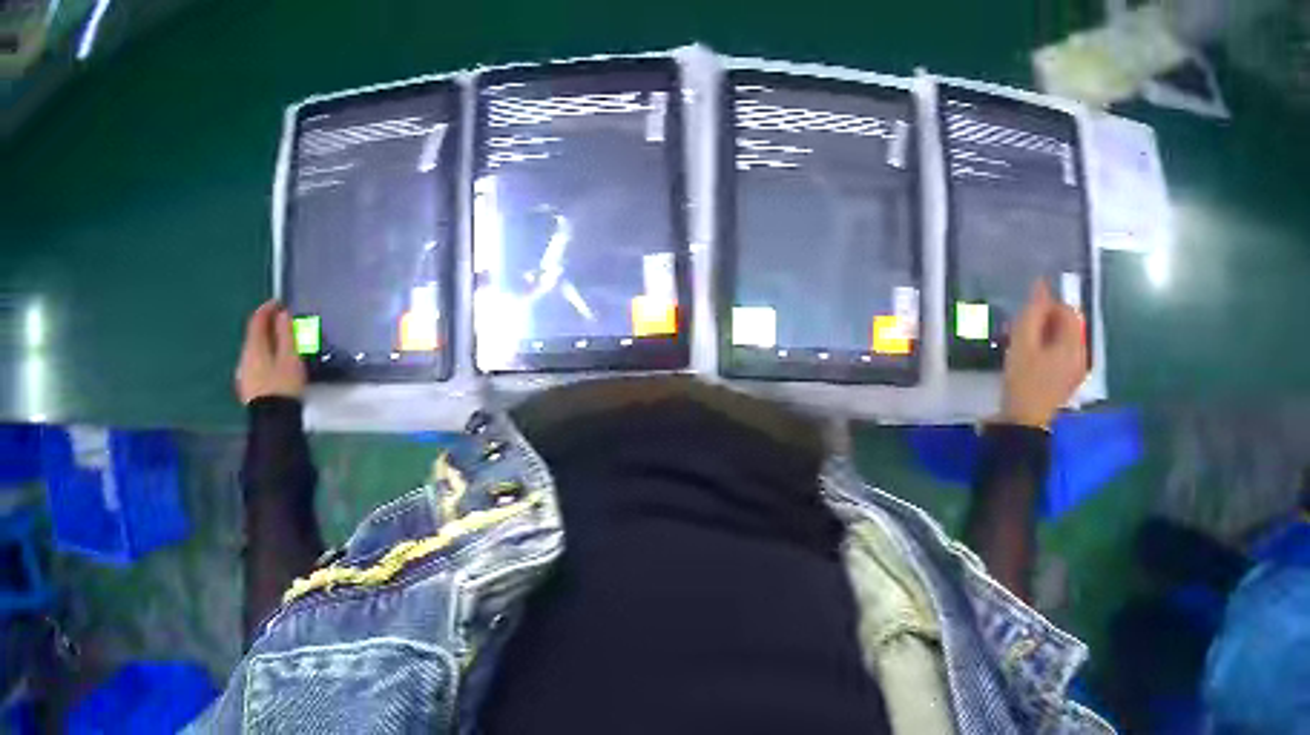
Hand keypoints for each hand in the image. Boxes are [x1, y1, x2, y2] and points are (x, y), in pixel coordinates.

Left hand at [235, 300, 305, 404]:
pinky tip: (275, 365)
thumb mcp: (290, 357)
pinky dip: (265, 357)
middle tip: (283, 324)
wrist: (273, 426)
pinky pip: (256, 365)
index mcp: (254, 347)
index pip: (257, 320)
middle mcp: (245, 357)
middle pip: (254, 335)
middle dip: (267, 327)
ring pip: (254, 351)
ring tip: (282, 345)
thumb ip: (286, 333)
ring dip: (266, 343)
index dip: (267, 308)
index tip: (279, 302)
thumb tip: (282, 314)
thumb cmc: (283, 387)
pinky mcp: (249, 390)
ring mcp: (245, 375)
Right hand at [1000, 280, 1087, 429]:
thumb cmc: (1024, 382)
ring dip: (1043, 336)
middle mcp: (1080, 356)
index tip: (1026, 318)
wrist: (1022, 428)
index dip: (1048, 306)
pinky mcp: (1065, 384)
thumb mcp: (1023, 341)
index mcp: (1074, 345)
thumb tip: (1041, 284)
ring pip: (1061, 341)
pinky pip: (1059, 356)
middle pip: (1067, 326)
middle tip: (1021, 329)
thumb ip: (1033, 310)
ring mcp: (1074, 372)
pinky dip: (1045, 351)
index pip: (1068, 310)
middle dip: (1044, 321)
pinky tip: (1028, 360)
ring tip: (1020, 344)